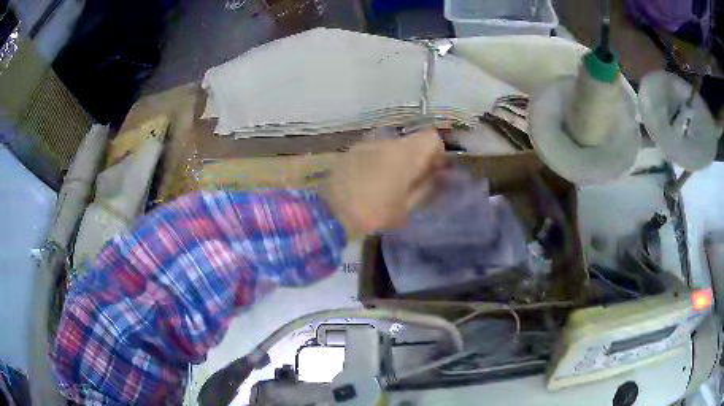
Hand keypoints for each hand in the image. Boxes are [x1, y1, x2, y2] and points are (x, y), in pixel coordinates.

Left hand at [322, 129, 444, 238]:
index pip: (432, 138)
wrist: (330, 213)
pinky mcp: (351, 149)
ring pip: (393, 144)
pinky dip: (380, 159)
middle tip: (413, 180)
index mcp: (404, 153)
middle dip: (417, 156)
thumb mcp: (407, 208)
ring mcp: (367, 143)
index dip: (437, 153)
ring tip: (389, 181)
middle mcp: (386, 141)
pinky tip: (371, 178)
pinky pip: (375, 149)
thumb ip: (426, 187)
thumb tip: (438, 175)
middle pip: (412, 140)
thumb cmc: (373, 213)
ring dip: (398, 158)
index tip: (433, 171)